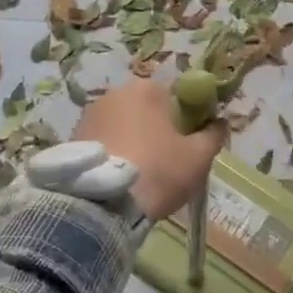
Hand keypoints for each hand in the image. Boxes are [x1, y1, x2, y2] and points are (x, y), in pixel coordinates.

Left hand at [73, 77, 226, 220]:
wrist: (101, 204)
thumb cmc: (158, 170)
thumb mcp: (199, 156)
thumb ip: (214, 134)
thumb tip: (220, 123)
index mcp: (148, 88)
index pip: (178, 95)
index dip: (188, 118)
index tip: (191, 142)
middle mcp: (116, 92)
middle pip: (148, 109)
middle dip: (159, 129)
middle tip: (168, 160)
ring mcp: (90, 114)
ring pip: (124, 125)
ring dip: (134, 141)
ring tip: (141, 173)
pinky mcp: (72, 137)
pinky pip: (104, 140)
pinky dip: (114, 152)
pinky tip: (120, 177)